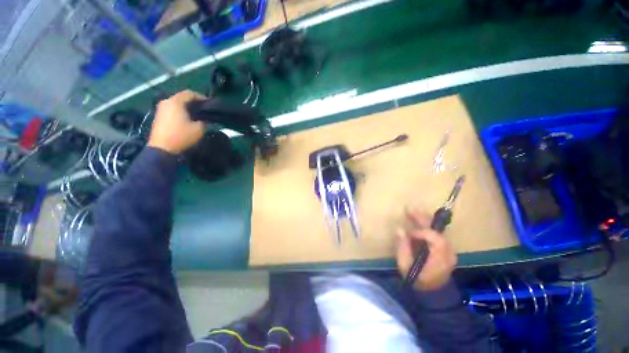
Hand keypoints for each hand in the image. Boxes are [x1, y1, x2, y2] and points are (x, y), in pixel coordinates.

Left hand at [148, 90, 205, 153]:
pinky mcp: (159, 116)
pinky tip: (187, 119)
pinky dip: (180, 111)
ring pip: (176, 103)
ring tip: (197, 114)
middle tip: (204, 109)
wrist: (162, 148)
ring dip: (187, 107)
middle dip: (193, 102)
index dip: (201, 97)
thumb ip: (204, 121)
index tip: (209, 103)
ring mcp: (161, 109)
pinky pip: (172, 109)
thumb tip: (205, 119)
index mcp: (176, 102)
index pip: (189, 93)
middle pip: (182, 97)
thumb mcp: (199, 129)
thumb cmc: (182, 136)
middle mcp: (166, 102)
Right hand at [396, 209, 457, 290]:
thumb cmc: (417, 280)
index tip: (408, 234)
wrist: (431, 293)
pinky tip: (417, 220)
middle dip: (423, 219)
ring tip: (412, 211)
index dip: (421, 232)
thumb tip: (399, 229)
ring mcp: (448, 250)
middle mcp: (448, 252)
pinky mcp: (443, 249)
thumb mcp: (406, 266)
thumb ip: (403, 247)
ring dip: (424, 220)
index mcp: (441, 258)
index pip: (435, 238)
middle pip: (437, 231)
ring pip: (437, 230)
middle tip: (409, 209)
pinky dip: (426, 226)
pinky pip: (436, 234)